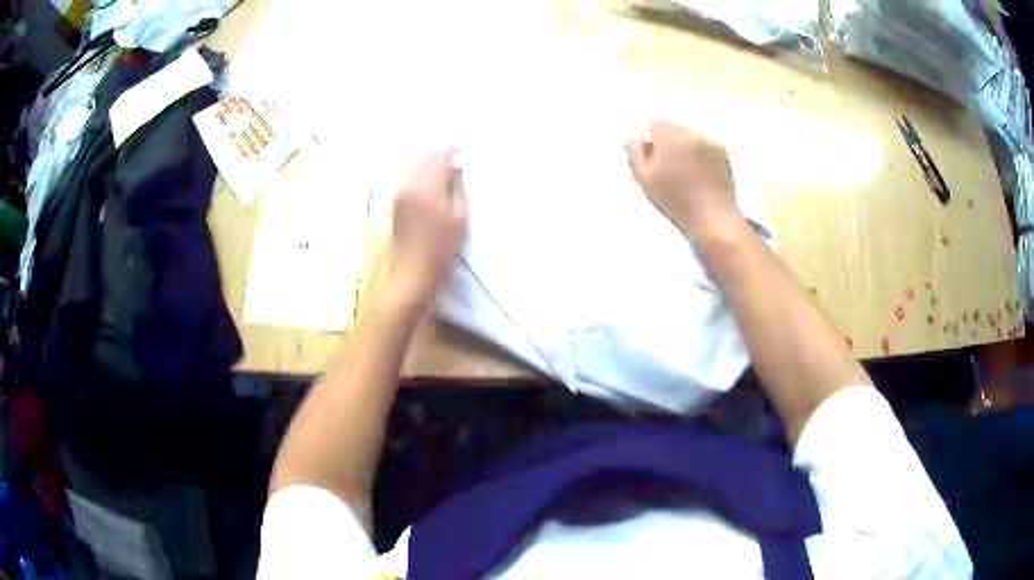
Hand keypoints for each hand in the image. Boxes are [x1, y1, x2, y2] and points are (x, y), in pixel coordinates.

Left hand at [387, 150, 467, 307]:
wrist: (411, 274)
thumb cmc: (440, 249)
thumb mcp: (460, 217)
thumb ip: (458, 187)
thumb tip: (458, 169)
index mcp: (426, 184)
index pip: (441, 152)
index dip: (457, 150)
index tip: (470, 154)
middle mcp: (409, 182)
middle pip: (427, 154)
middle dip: (444, 156)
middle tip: (462, 164)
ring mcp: (400, 191)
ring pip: (418, 165)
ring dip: (433, 166)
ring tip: (450, 176)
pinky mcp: (397, 201)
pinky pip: (412, 177)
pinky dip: (425, 176)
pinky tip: (436, 188)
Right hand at [625, 120, 743, 244]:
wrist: (712, 218)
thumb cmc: (675, 200)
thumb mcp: (645, 179)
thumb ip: (635, 153)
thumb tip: (634, 137)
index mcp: (670, 137)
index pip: (656, 123)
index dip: (652, 139)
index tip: (654, 157)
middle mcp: (691, 134)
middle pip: (674, 128)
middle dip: (670, 142)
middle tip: (670, 168)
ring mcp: (710, 142)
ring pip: (691, 137)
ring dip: (687, 148)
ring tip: (688, 173)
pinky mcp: (724, 153)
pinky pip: (707, 146)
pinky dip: (703, 154)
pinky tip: (703, 175)